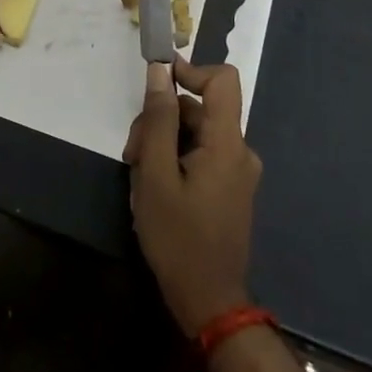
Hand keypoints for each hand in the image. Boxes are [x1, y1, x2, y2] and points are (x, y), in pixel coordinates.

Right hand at [123, 58, 261, 337]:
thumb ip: (158, 120)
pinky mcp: (229, 188)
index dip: (191, 69)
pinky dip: (175, 160)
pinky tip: (154, 188)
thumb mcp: (156, 175)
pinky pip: (201, 155)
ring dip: (163, 143)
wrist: (209, 302)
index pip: (223, 80)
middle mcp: (239, 151)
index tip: (156, 82)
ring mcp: (236, 172)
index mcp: (227, 144)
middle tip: (132, 154)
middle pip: (199, 109)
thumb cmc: (178, 238)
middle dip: (161, 120)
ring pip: (195, 133)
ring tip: (139, 177)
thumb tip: (160, 72)